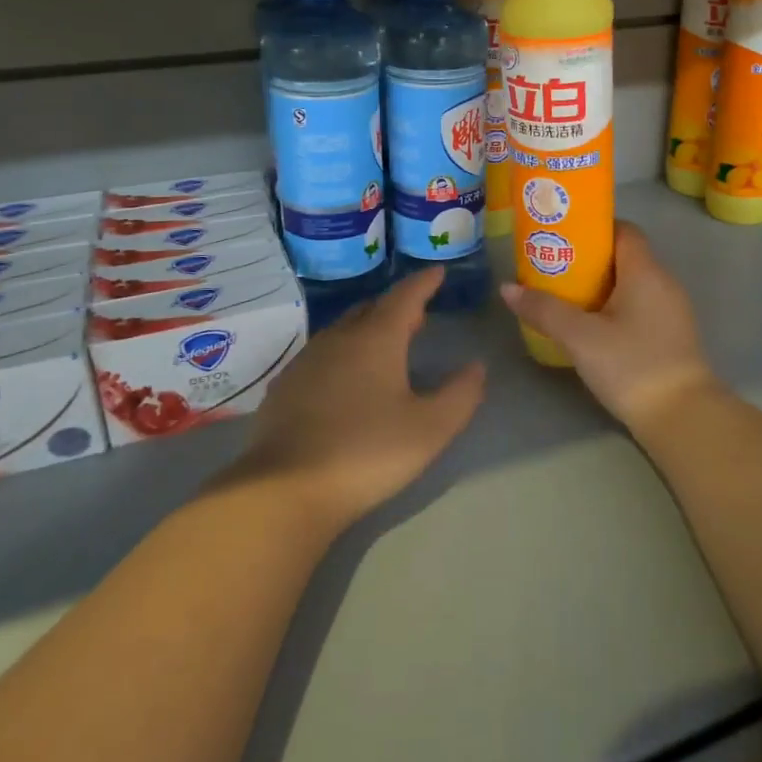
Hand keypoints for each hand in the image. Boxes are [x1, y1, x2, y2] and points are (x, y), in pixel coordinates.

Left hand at [236, 266, 484, 532]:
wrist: (285, 489)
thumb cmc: (367, 452)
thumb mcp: (430, 429)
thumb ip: (460, 395)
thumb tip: (477, 367)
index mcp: (377, 338)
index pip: (405, 296)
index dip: (424, 283)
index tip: (437, 271)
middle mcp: (339, 338)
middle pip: (372, 309)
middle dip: (397, 307)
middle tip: (416, 314)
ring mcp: (307, 361)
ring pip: (343, 330)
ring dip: (367, 329)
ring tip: (385, 344)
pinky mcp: (284, 387)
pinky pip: (321, 355)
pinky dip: (342, 354)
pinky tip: (344, 379)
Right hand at [500, 222, 719, 436]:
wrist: (682, 417)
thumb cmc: (631, 365)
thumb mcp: (580, 338)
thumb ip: (544, 310)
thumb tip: (507, 289)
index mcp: (645, 271)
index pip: (624, 230)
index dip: (594, 228)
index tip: (563, 236)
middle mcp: (663, 282)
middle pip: (625, 256)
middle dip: (590, 258)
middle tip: (555, 267)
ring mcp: (671, 310)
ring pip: (632, 283)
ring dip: (602, 285)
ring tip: (567, 295)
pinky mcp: (672, 335)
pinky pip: (640, 305)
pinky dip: (615, 306)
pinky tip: (592, 325)